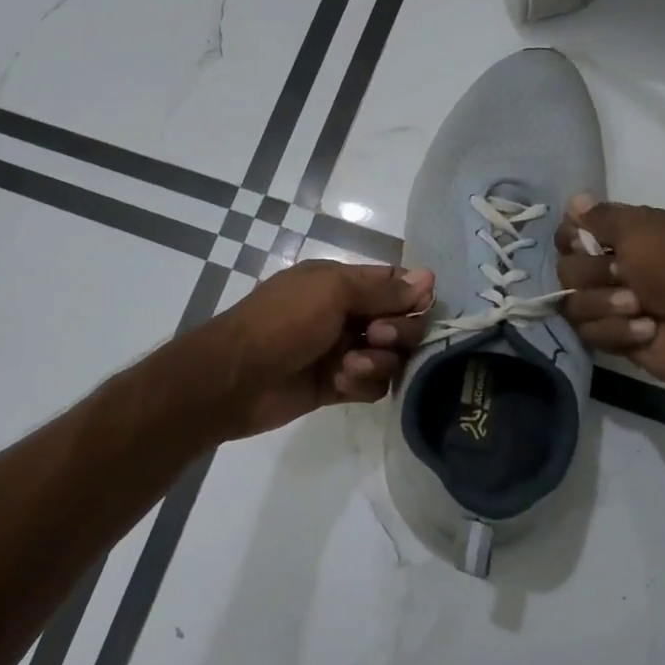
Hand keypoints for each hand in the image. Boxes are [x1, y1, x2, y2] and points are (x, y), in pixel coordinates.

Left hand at [205, 260, 432, 438]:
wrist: (235, 377)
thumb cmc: (283, 322)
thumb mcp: (332, 291)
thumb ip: (382, 289)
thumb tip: (429, 277)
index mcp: (341, 283)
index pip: (394, 284)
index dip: (413, 296)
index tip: (418, 307)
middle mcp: (346, 315)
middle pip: (401, 323)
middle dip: (398, 331)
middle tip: (377, 336)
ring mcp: (342, 352)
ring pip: (390, 358)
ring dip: (378, 362)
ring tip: (349, 366)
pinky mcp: (337, 386)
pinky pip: (372, 385)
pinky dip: (362, 384)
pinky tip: (340, 383)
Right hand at [554, 195, 664, 391]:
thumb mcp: (642, 229)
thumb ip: (602, 216)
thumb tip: (574, 199)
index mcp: (621, 237)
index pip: (569, 234)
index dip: (570, 239)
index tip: (585, 242)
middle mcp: (610, 269)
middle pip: (566, 270)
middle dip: (593, 275)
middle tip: (623, 275)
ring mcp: (609, 305)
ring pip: (572, 304)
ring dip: (606, 304)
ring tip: (639, 308)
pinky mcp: (611, 337)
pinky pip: (588, 332)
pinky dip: (618, 331)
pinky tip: (646, 330)